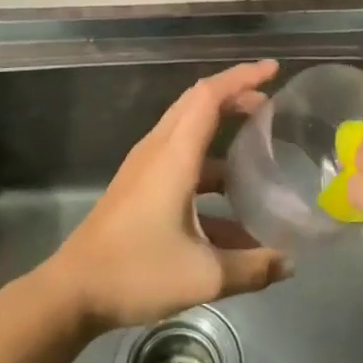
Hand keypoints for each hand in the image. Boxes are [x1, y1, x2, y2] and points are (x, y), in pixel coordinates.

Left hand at [40, 60, 293, 331]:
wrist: (72, 292)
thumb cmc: (137, 272)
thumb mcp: (204, 276)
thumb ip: (252, 267)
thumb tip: (289, 263)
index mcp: (174, 155)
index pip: (210, 96)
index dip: (243, 77)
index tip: (273, 70)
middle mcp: (158, 150)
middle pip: (197, 103)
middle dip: (235, 95)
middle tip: (270, 105)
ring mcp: (145, 167)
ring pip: (188, 130)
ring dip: (221, 129)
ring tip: (256, 150)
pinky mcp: (138, 186)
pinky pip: (179, 158)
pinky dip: (208, 166)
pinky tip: (231, 208)